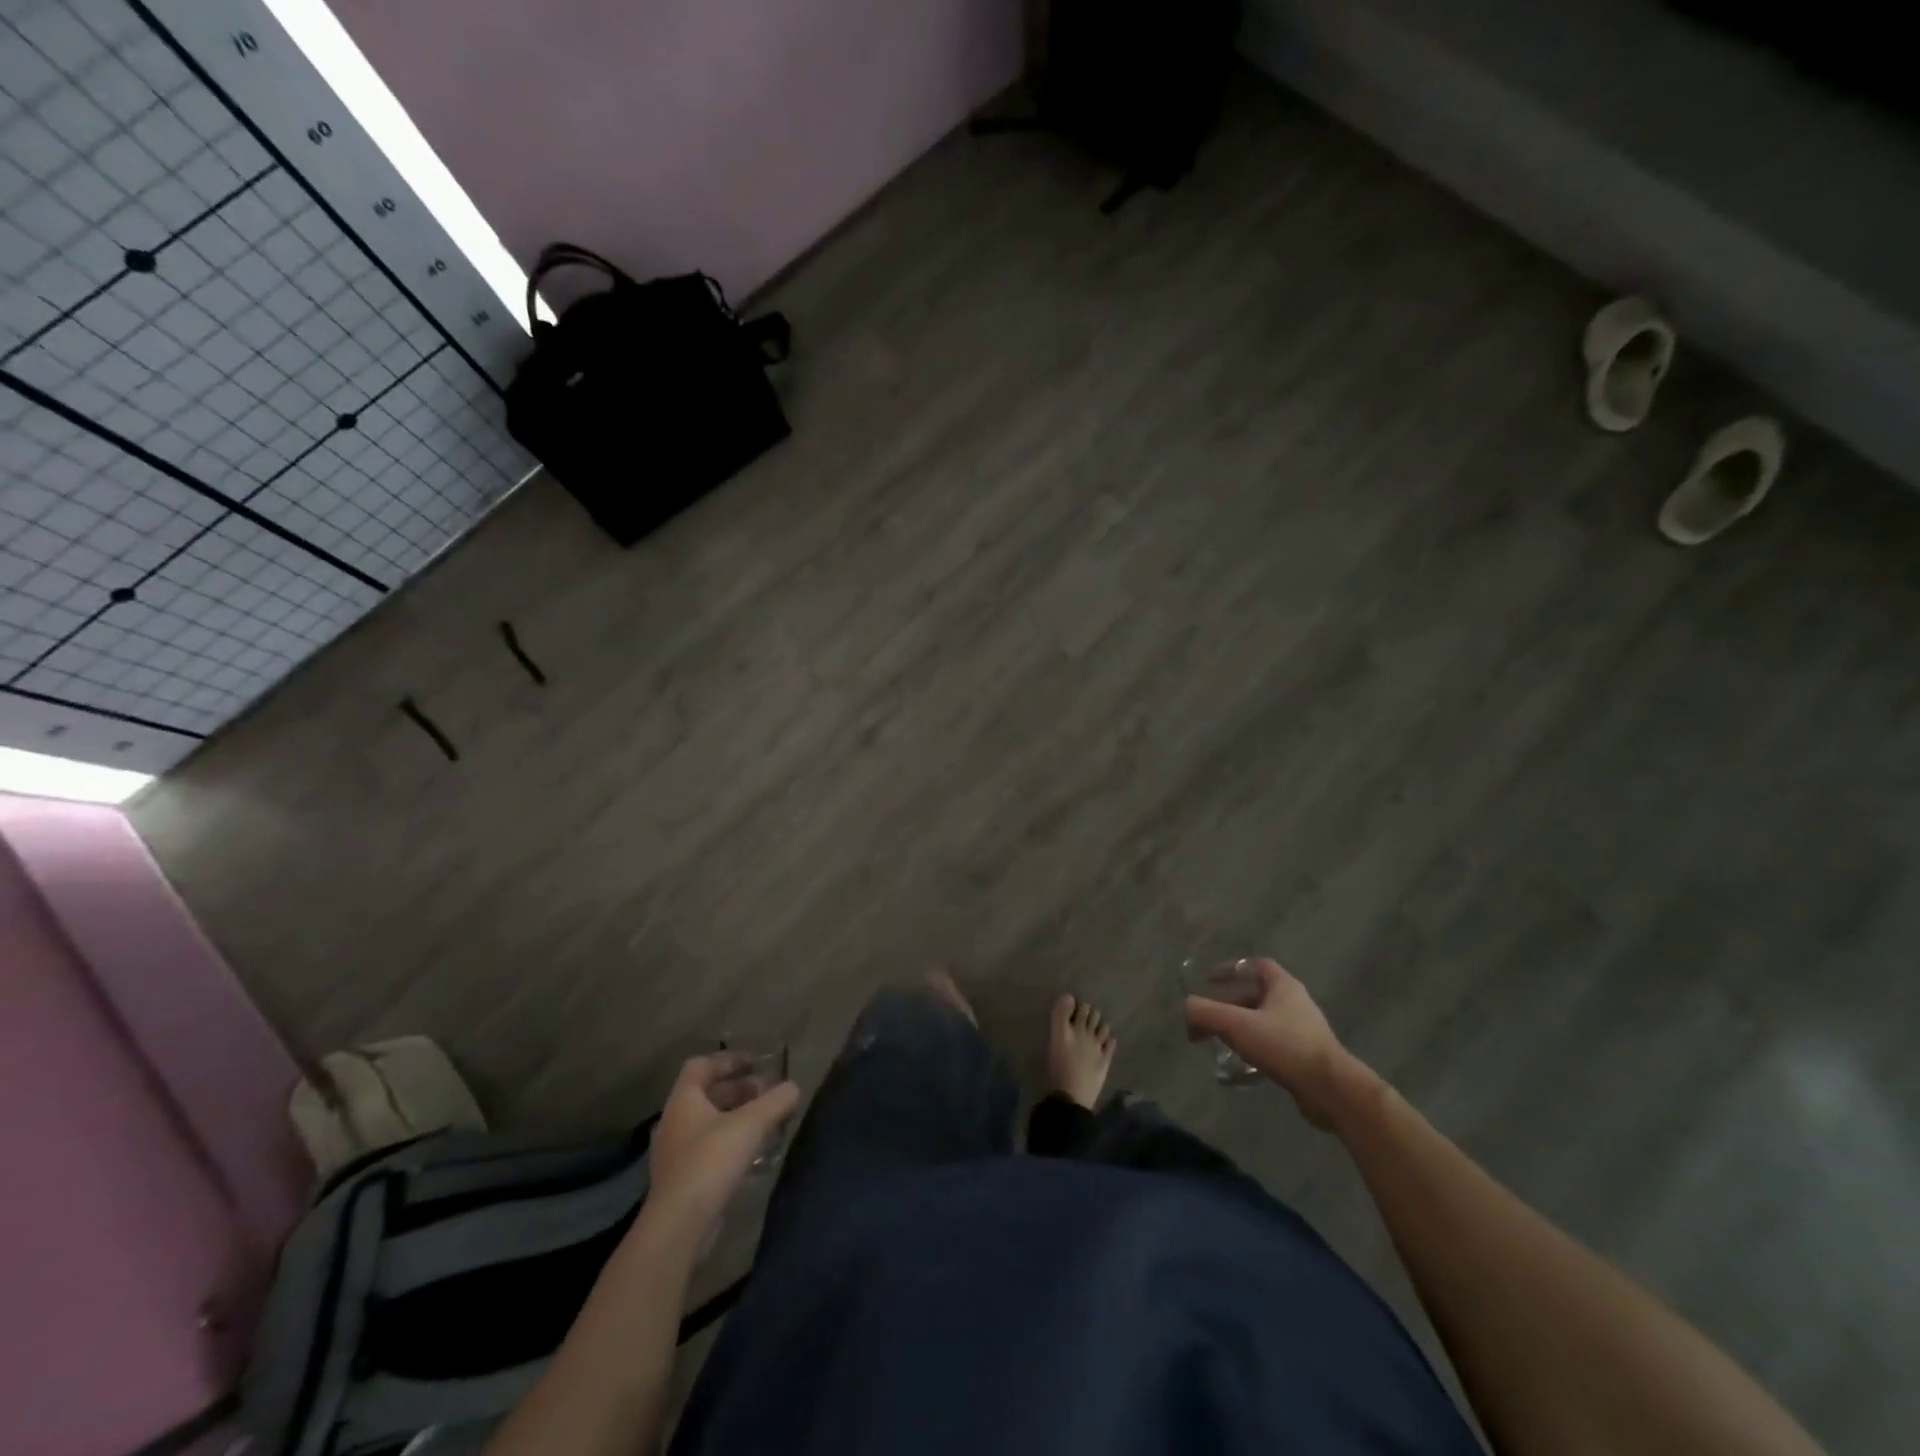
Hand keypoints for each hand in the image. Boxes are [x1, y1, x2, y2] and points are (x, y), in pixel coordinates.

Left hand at [647, 1054, 800, 1233]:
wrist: (679, 1226)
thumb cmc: (711, 1161)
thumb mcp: (751, 1124)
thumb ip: (776, 1101)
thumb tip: (793, 1087)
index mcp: (683, 1100)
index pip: (701, 1066)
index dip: (729, 1060)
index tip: (756, 1063)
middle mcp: (676, 1122)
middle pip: (708, 1094)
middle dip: (740, 1090)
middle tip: (768, 1093)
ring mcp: (677, 1153)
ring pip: (711, 1123)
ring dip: (738, 1117)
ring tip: (768, 1121)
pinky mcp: (684, 1180)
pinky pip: (711, 1149)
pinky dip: (733, 1143)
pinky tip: (756, 1153)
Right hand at [1185, 958, 1366, 1127]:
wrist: (1331, 1091)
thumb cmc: (1285, 1046)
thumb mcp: (1237, 1025)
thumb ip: (1206, 1012)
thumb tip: (1187, 1008)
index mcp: (1284, 986)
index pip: (1257, 965)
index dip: (1232, 968)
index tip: (1210, 979)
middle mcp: (1297, 1003)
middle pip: (1257, 994)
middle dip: (1231, 1003)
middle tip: (1209, 1018)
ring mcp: (1305, 1031)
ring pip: (1265, 1021)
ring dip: (1242, 1026)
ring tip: (1221, 1041)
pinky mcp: (1308, 1057)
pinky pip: (1275, 1044)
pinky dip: (1255, 1047)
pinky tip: (1242, 1063)